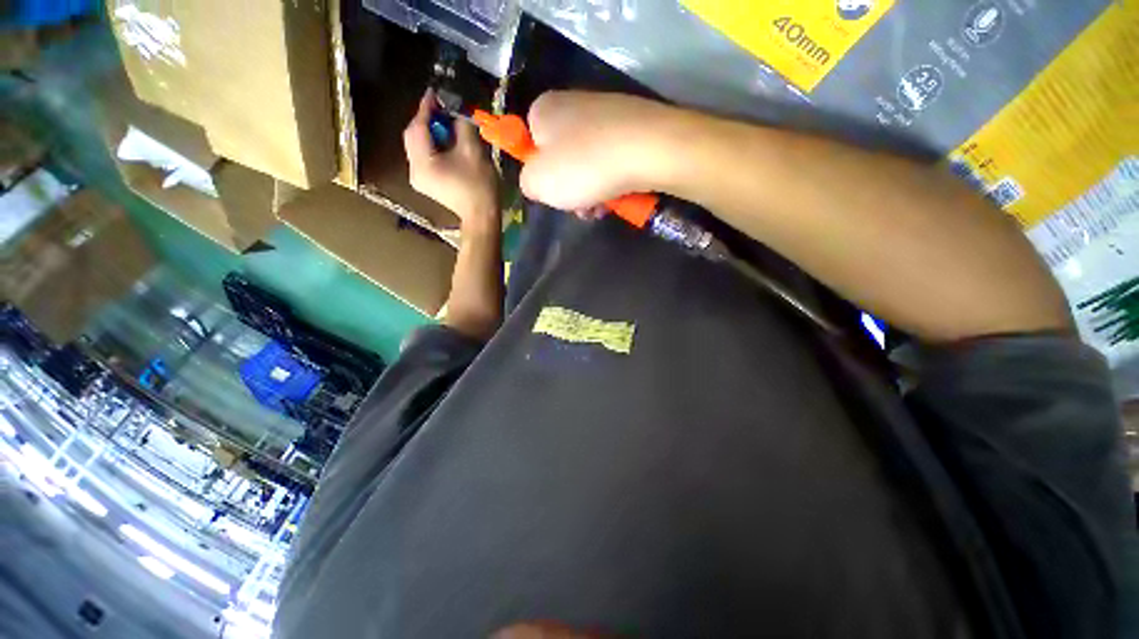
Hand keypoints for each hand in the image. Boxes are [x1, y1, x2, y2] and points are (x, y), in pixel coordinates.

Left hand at [404, 90, 497, 224]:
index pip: (418, 127)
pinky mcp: (426, 183)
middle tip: (443, 110)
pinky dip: (432, 146)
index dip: (426, 108)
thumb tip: (456, 112)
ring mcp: (419, 178)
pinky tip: (445, 143)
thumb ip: (461, 126)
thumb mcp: (473, 151)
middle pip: (413, 136)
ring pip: (418, 146)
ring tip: (445, 125)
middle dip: (426, 120)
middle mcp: (414, 169)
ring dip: (430, 133)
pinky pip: (424, 156)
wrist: (482, 217)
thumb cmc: (479, 186)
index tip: (434, 92)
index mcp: (422, 162)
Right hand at [520, 91, 676, 209]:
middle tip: (581, 208)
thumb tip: (536, 182)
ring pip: (589, 164)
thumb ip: (527, 183)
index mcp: (544, 109)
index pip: (530, 143)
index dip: (540, 173)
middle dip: (570, 189)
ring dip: (592, 192)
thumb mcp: (538, 183)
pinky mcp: (633, 125)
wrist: (649, 150)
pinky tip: (620, 196)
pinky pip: (612, 160)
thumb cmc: (584, 166)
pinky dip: (613, 180)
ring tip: (602, 207)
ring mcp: (607, 112)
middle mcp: (573, 103)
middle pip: (563, 158)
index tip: (553, 192)